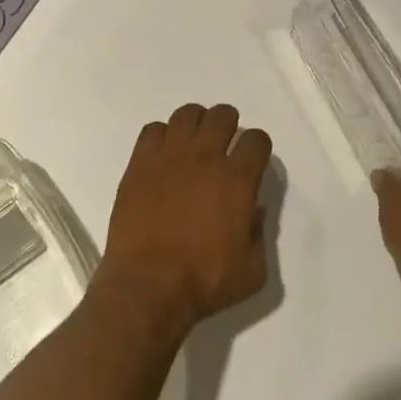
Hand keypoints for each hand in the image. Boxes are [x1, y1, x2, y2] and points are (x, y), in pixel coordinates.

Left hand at [99, 103, 273, 337]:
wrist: (148, 285)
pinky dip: (162, 135)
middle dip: (228, 124)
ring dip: (196, 123)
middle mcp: (205, 157)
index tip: (253, 158)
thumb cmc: (204, 281)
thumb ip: (260, 235)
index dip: (258, 146)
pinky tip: (164, 154)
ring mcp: (169, 155)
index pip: (256, 140)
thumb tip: (255, 210)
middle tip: (224, 143)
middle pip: (222, 115)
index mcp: (236, 180)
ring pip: (187, 114)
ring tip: (194, 142)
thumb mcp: (253, 271)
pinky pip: (153, 129)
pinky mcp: (140, 162)